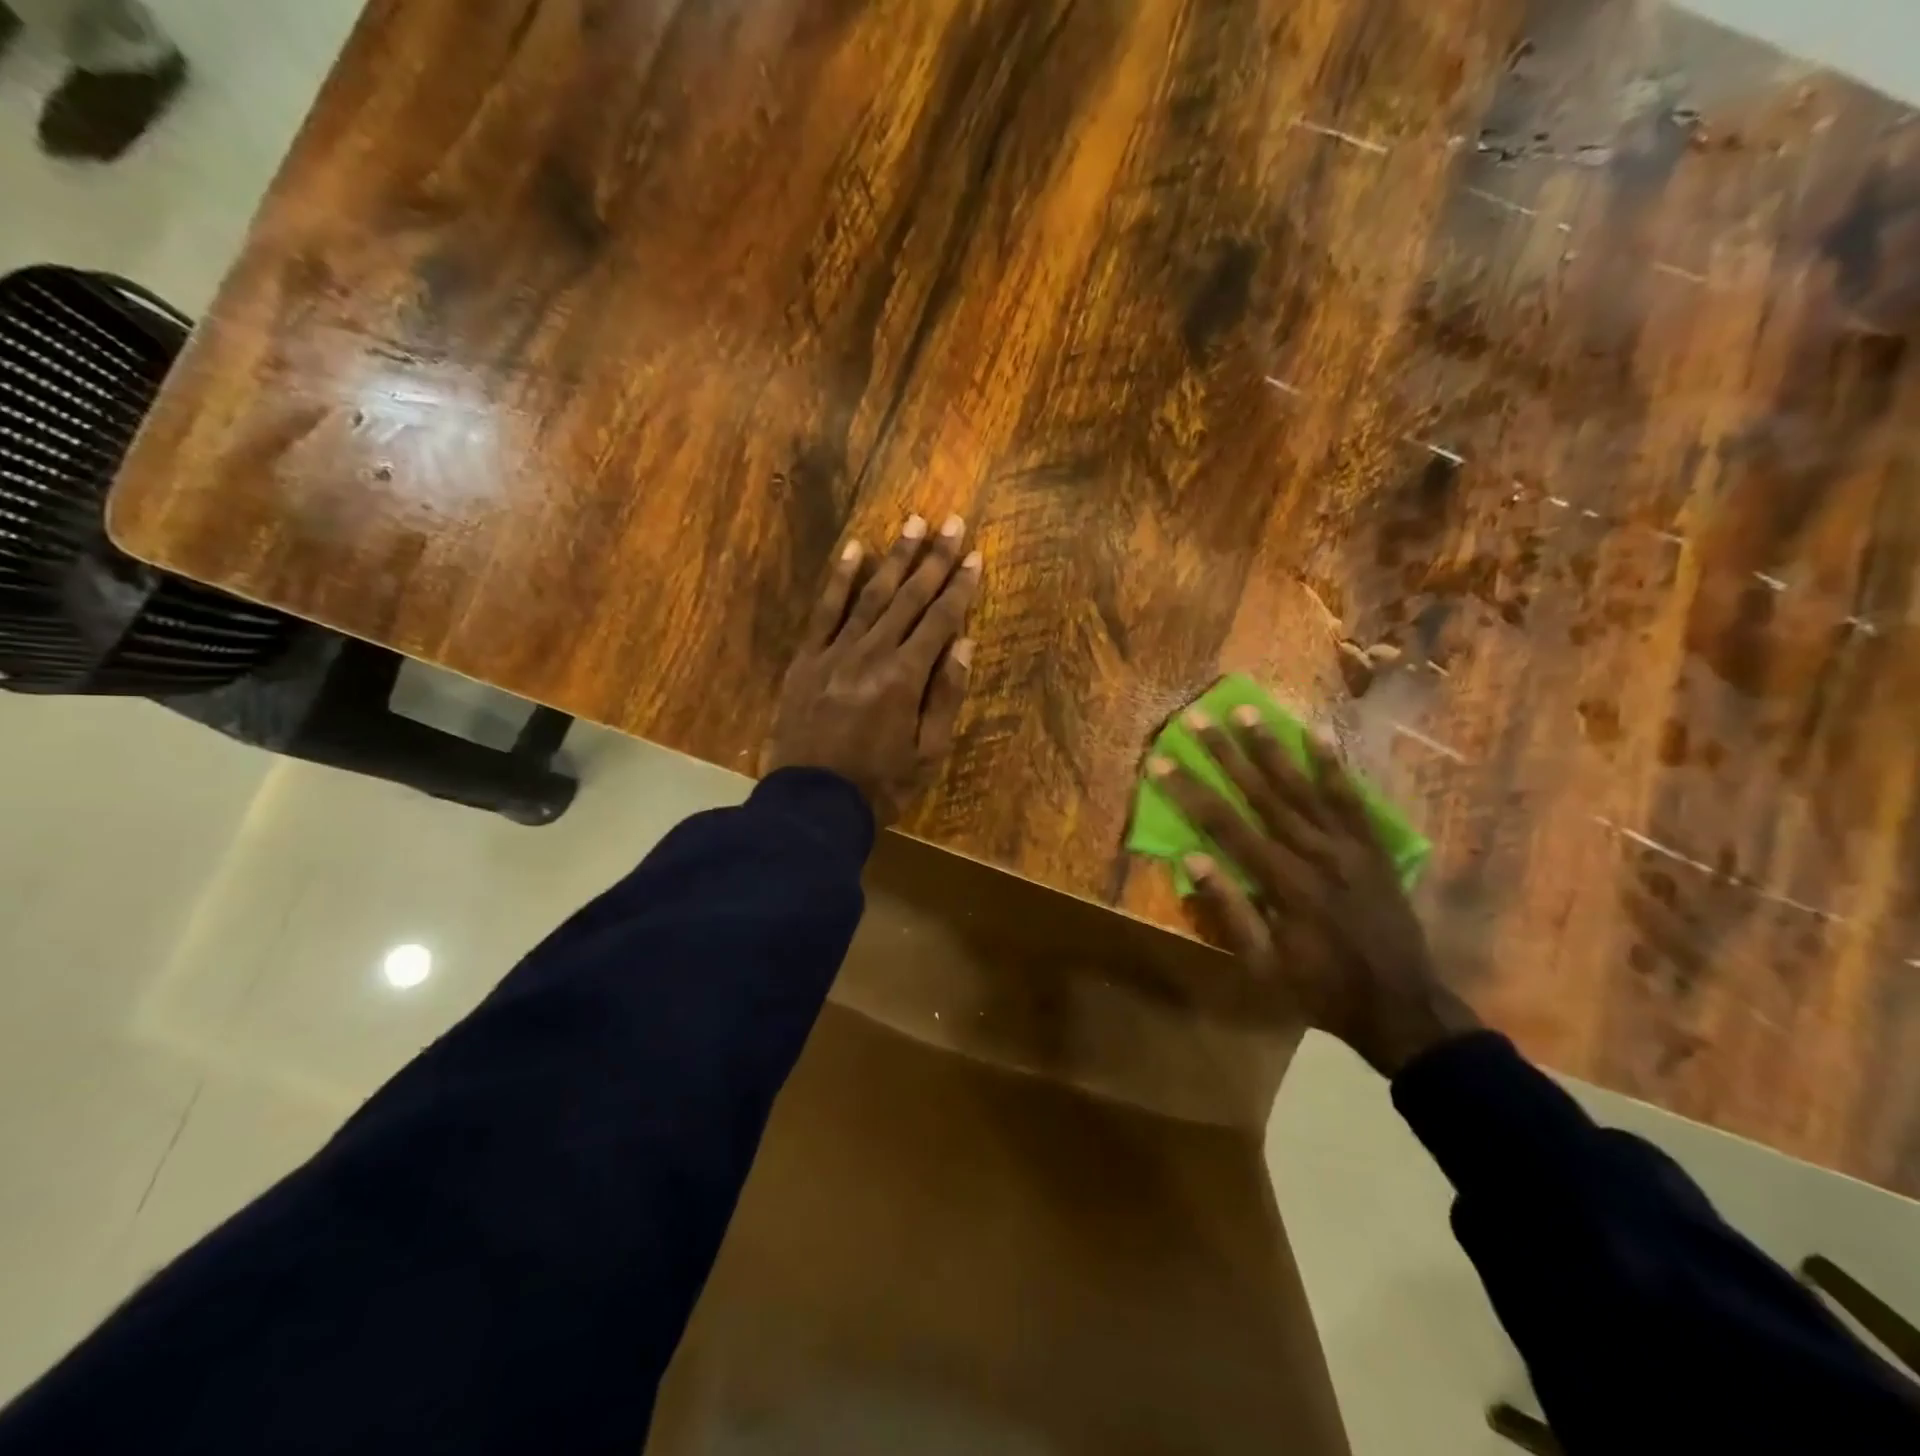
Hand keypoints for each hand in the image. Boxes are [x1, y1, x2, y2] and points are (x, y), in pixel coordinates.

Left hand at [765, 513, 981, 825]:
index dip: (960, 586)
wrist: (811, 805)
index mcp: (905, 677)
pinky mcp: (806, 660)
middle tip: (952, 522)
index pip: (940, 620)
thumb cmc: (879, 785)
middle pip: (908, 597)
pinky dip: (840, 579)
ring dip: (894, 557)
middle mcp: (871, 653)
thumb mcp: (928, 753)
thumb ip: (945, 696)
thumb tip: (962, 643)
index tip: (976, 554)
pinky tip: (855, 550)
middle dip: (934, 559)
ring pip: (870, 595)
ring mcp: (834, 652)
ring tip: (913, 523)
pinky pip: (824, 611)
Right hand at [1148, 708, 1478, 1075]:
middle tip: (1199, 717)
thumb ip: (1230, 909)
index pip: (1226, 826)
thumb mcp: (1263, 965)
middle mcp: (1315, 853)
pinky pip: (1351, 798)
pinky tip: (1317, 734)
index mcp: (1284, 883)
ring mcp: (1349, 846)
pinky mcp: (1373, 846)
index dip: (1190, 792)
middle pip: (1262, 794)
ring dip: (1271, 746)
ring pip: (1303, 787)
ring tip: (1247, 711)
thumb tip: (1193, 857)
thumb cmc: (1319, 989)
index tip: (1162, 761)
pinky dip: (1333, 765)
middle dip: (1225, 753)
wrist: (1402, 1006)